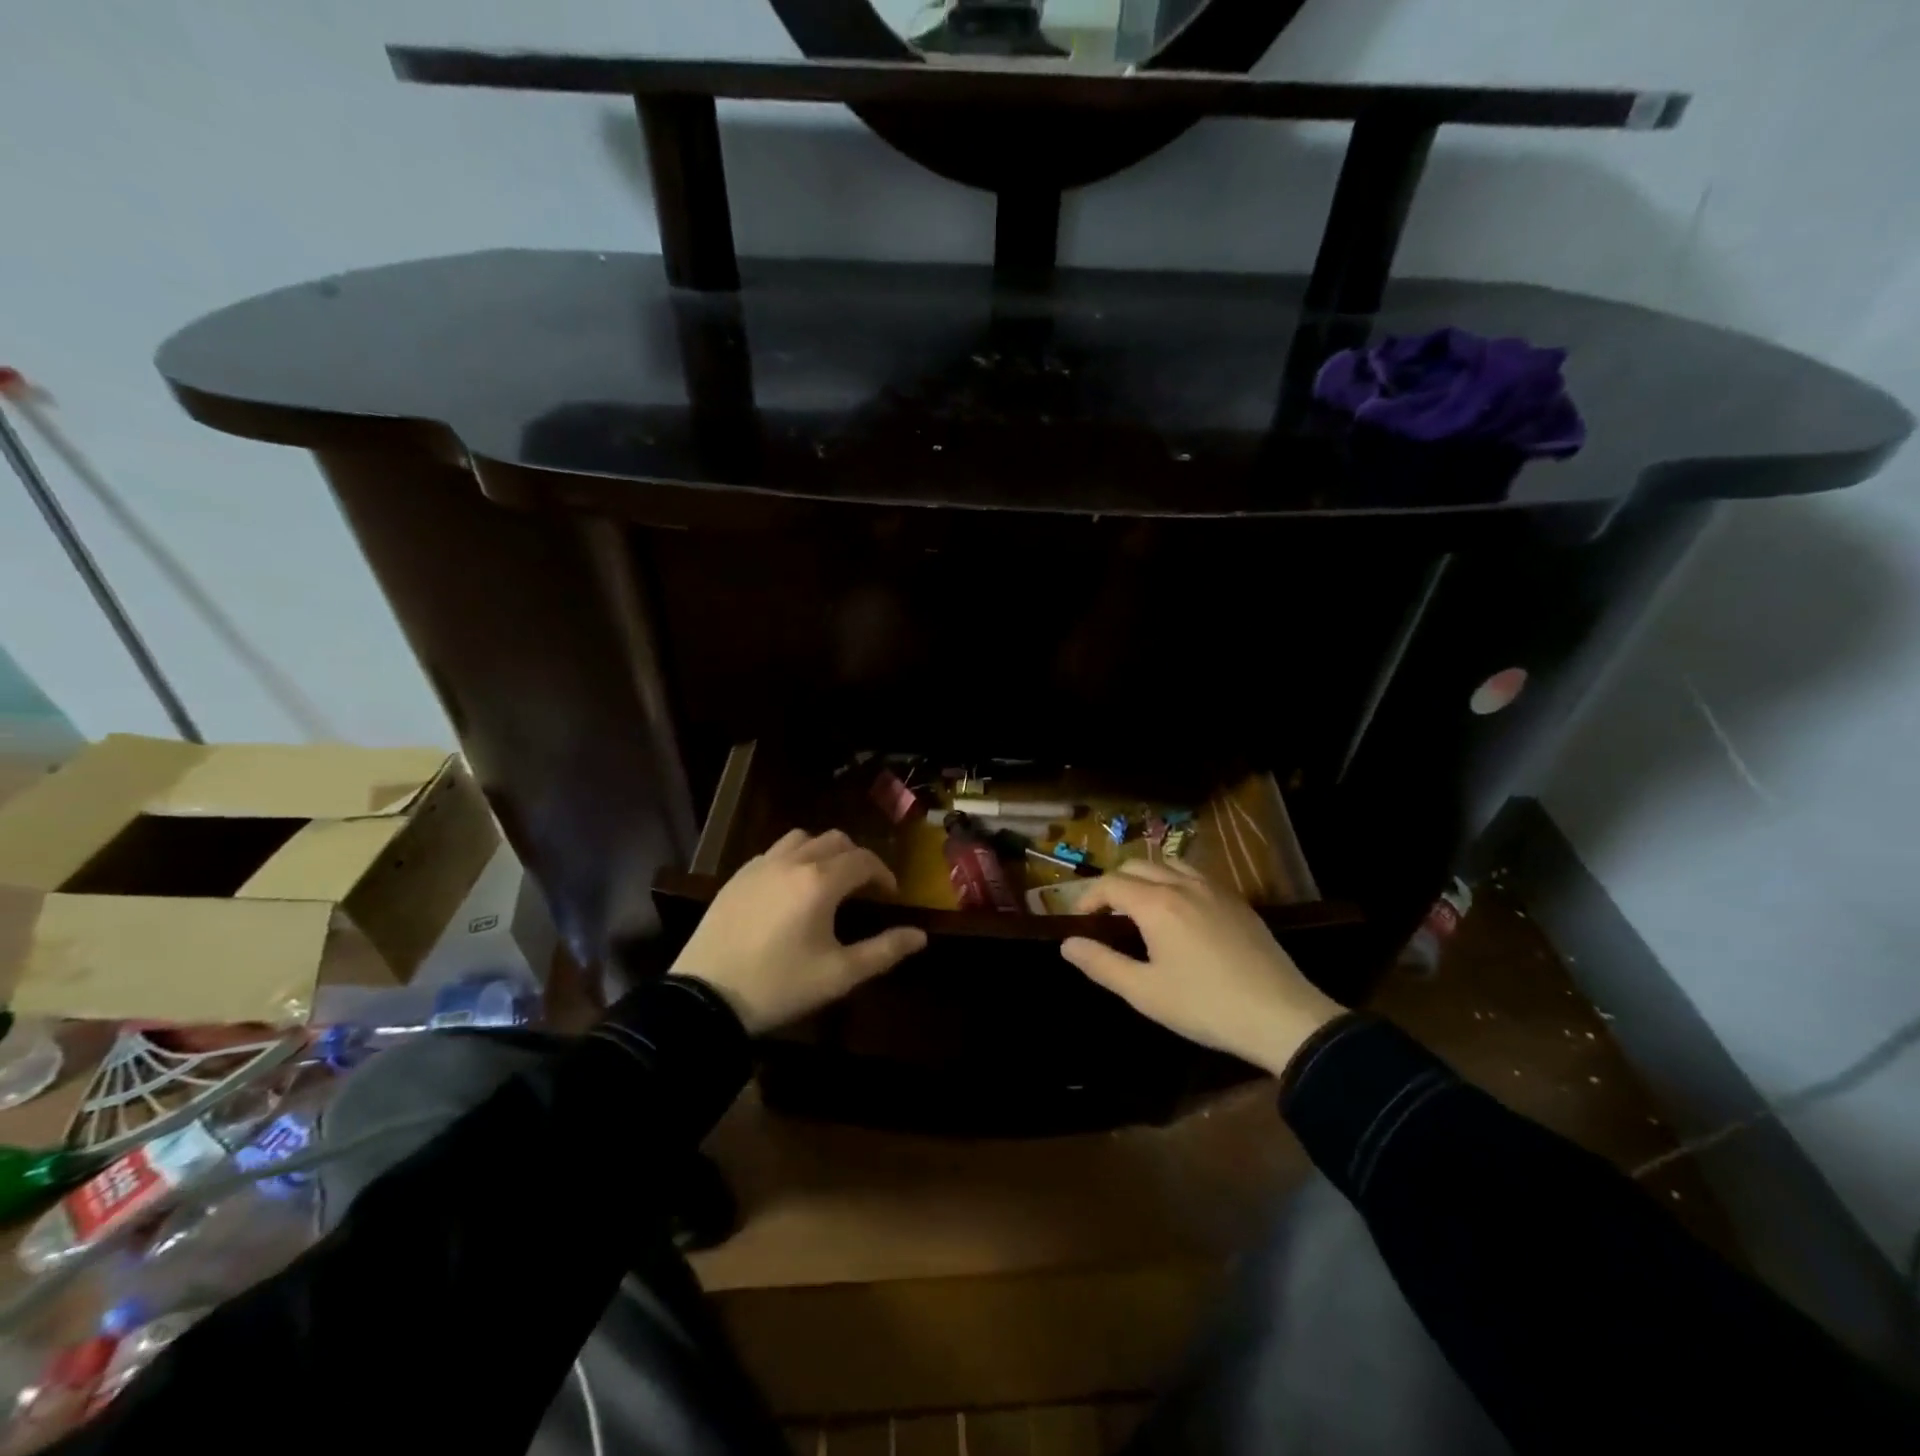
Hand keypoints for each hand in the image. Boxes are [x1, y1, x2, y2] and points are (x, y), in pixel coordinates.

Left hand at [669, 829, 927, 1033]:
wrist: (705, 996)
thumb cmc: (780, 985)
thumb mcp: (839, 974)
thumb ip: (884, 951)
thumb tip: (920, 936)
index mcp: (821, 881)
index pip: (864, 860)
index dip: (883, 874)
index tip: (890, 896)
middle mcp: (792, 861)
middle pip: (836, 840)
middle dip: (856, 858)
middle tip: (864, 888)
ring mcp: (760, 865)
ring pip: (802, 838)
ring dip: (823, 851)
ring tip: (827, 880)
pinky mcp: (736, 877)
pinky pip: (774, 852)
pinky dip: (793, 858)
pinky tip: (790, 888)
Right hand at [1059, 860, 1343, 1076]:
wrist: (1281, 1016)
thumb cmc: (1205, 1006)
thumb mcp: (1144, 992)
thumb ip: (1101, 964)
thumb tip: (1067, 944)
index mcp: (1156, 904)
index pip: (1110, 884)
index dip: (1088, 897)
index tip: (1080, 920)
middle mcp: (1183, 885)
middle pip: (1136, 866)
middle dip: (1113, 883)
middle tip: (1105, 914)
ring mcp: (1214, 889)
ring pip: (1168, 864)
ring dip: (1145, 877)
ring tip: (1140, 907)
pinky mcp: (1237, 901)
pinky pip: (1196, 875)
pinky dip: (1174, 881)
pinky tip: (1179, 912)